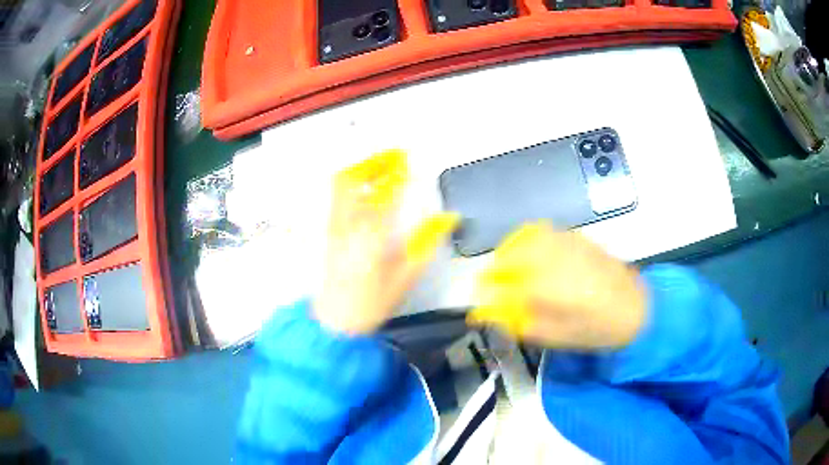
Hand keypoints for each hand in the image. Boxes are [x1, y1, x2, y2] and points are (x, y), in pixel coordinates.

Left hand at [313, 150, 458, 334]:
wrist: (336, 321)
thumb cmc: (374, 302)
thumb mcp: (406, 276)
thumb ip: (426, 243)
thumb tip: (447, 218)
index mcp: (371, 234)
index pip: (385, 192)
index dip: (397, 173)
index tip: (408, 161)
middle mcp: (348, 223)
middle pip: (353, 179)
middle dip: (373, 162)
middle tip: (392, 156)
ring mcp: (334, 226)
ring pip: (341, 185)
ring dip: (361, 170)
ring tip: (380, 166)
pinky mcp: (329, 232)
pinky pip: (337, 197)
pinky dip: (351, 184)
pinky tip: (365, 188)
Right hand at [468, 223, 645, 349]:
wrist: (635, 308)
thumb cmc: (596, 329)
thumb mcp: (558, 338)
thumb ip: (523, 324)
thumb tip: (497, 314)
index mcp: (546, 287)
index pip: (504, 284)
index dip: (489, 290)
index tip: (482, 296)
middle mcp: (553, 259)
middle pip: (513, 253)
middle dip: (497, 265)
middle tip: (494, 278)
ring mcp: (567, 244)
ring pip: (529, 237)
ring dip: (512, 247)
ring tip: (510, 262)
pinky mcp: (579, 239)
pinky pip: (547, 232)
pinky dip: (532, 239)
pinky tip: (535, 252)